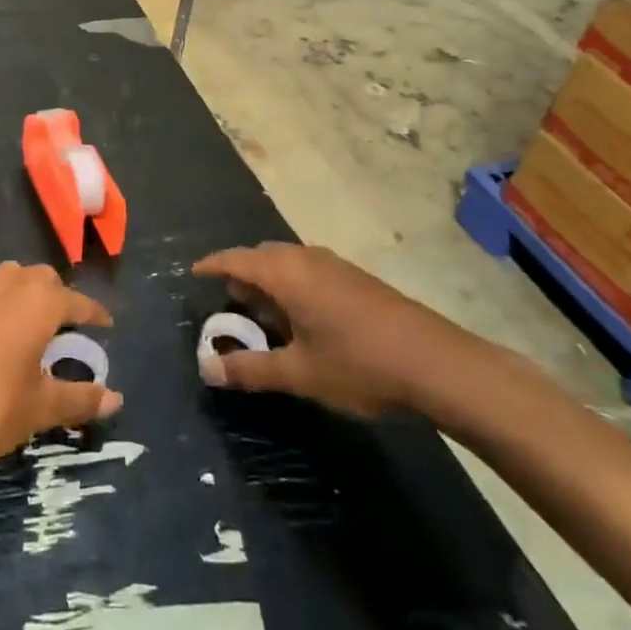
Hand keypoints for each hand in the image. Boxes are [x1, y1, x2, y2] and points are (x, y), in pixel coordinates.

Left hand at [0, 262, 122, 470]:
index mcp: (38, 302)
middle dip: (58, 298)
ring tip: (28, 326)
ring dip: (24, 294)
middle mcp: (8, 283)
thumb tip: (116, 399)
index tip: (105, 325)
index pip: (77, 301)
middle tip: (64, 329)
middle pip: (42, 280)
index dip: (94, 314)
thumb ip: (79, 399)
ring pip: (8, 278)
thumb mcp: (39, 409)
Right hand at [194, 243, 482, 417]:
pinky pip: (308, 270)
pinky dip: (292, 285)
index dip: (212, 265)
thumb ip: (251, 369)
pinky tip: (302, 318)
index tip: (194, 273)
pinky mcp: (356, 278)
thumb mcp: (299, 373)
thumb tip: (207, 369)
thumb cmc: (359, 364)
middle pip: (262, 256)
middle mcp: (307, 259)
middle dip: (241, 275)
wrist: (436, 362)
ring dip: (269, 281)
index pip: (236, 259)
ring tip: (263, 314)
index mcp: (286, 273)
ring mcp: (335, 266)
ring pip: (288, 262)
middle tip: (229, 304)